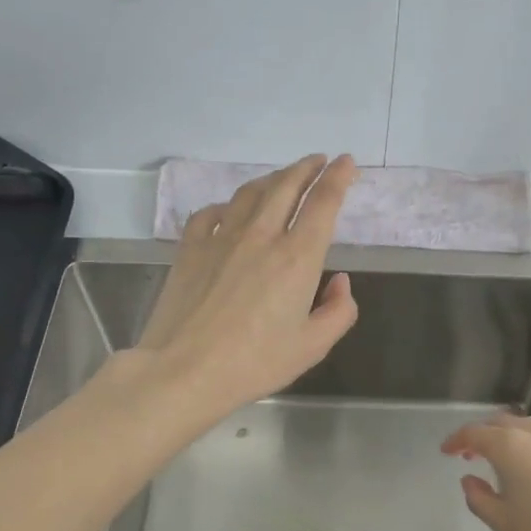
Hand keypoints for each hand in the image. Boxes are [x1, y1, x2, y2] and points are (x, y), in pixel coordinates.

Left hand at [133, 154, 359, 421]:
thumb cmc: (254, 363)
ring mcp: (221, 238)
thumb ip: (338, 311)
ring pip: (250, 193)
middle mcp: (261, 236)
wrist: (184, 370)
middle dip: (306, 168)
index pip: (323, 203)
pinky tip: (229, 211)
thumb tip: (339, 283)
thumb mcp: (312, 347)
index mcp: (297, 258)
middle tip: (318, 160)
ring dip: (271, 179)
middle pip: (286, 186)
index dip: (338, 177)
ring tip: (282, 178)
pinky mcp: (190, 248)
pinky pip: (210, 213)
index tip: (346, 162)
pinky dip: (226, 206)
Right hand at [441, 413, 530, 530]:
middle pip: (503, 423)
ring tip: (513, 458)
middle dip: (485, 435)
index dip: (457, 440)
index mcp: (510, 446)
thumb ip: (479, 498)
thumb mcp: (504, 523)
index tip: (447, 451)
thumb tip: (470, 480)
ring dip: (516, 437)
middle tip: (474, 453)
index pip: (473, 433)